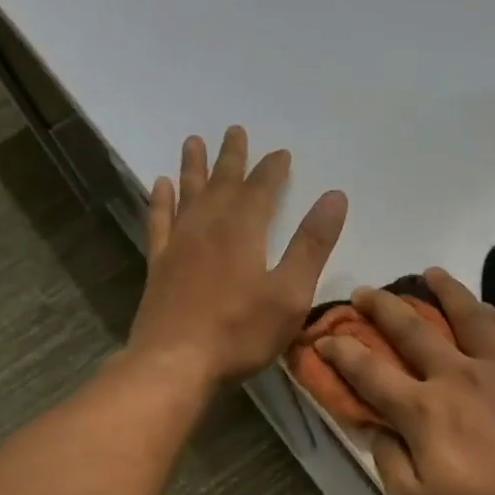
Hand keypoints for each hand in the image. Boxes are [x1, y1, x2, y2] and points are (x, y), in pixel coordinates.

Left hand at [129, 126, 347, 387]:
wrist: (175, 363)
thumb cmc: (240, 333)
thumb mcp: (290, 294)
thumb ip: (311, 245)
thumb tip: (335, 197)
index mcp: (243, 231)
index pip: (261, 189)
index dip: (273, 169)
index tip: (281, 153)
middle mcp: (208, 227)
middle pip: (222, 183)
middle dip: (232, 158)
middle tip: (235, 130)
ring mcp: (179, 245)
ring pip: (188, 195)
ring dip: (193, 168)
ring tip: (194, 141)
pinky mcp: (159, 266)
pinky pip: (160, 222)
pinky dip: (160, 201)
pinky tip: (160, 185)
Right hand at [317, 268, 494, 494]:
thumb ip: (390, 463)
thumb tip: (376, 429)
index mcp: (424, 411)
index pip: (371, 373)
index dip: (342, 353)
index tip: (323, 337)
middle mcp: (458, 376)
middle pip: (413, 331)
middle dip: (383, 309)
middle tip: (366, 291)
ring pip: (467, 316)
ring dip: (444, 291)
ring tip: (430, 274)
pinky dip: (491, 313)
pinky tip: (484, 307)